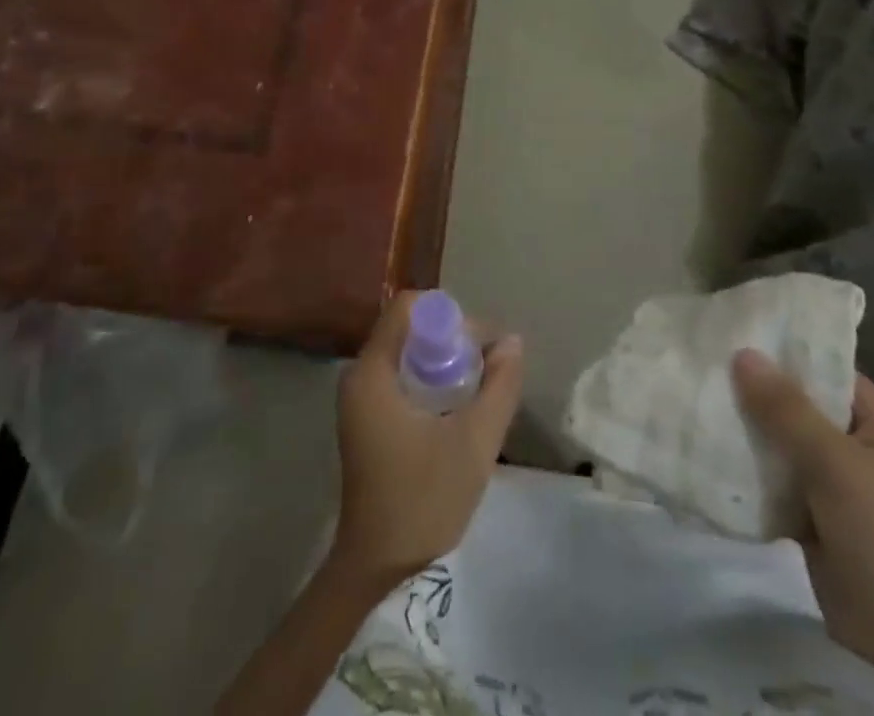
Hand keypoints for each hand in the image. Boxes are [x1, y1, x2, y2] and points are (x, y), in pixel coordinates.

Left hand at [329, 293, 524, 595]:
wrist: (376, 567)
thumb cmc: (423, 501)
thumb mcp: (474, 442)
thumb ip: (499, 387)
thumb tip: (513, 341)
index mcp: (373, 371)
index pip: (410, 307)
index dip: (450, 316)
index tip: (480, 346)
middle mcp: (360, 373)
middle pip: (410, 327)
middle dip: (452, 340)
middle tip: (486, 371)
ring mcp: (360, 396)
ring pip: (408, 351)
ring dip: (444, 362)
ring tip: (477, 391)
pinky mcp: (367, 415)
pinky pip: (402, 375)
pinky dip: (431, 380)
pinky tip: (456, 409)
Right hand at [732, 352, 873, 715]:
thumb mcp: (836, 465)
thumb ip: (787, 408)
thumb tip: (743, 351)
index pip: (827, 368)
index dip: (783, 351)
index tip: (732, 333)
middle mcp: (861, 446)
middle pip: (801, 405)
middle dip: (756, 392)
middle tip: (703, 364)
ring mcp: (839, 484)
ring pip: (784, 443)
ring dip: (748, 431)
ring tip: (695, 399)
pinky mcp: (817, 518)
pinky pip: (778, 480)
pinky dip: (750, 470)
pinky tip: (708, 450)